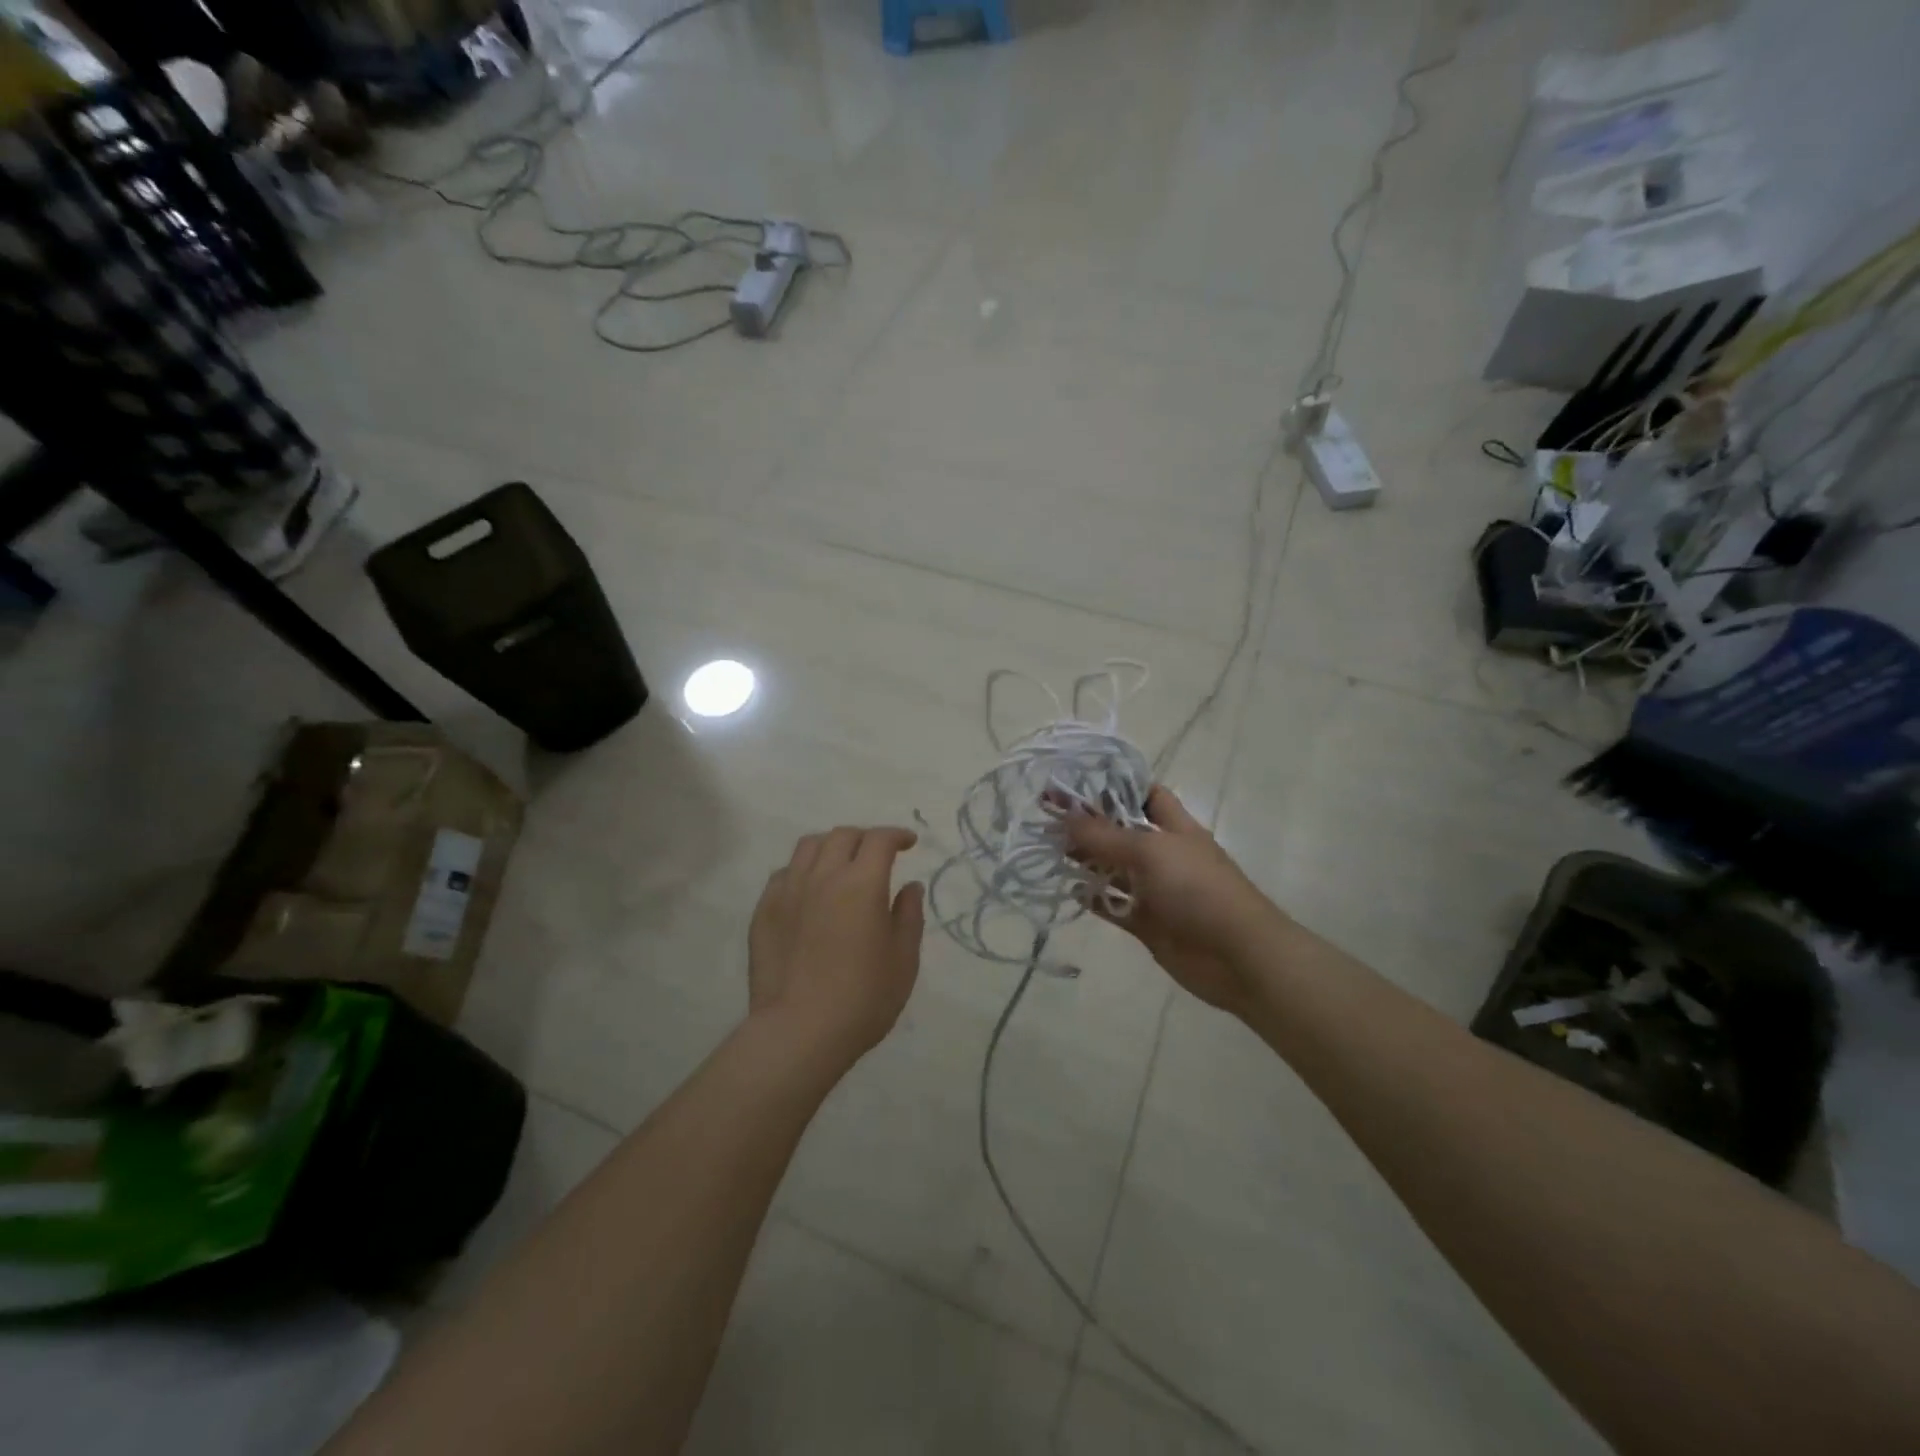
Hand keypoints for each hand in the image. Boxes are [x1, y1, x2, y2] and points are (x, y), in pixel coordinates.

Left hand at [748, 826, 925, 1066]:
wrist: (799, 1031)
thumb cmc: (863, 998)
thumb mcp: (903, 960)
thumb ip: (908, 916)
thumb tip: (910, 886)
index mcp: (862, 884)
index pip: (880, 840)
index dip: (897, 835)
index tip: (908, 843)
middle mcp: (823, 876)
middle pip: (843, 835)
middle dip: (865, 838)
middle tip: (877, 855)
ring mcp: (788, 891)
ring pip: (809, 846)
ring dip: (831, 846)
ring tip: (841, 864)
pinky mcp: (764, 910)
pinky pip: (784, 873)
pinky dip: (803, 870)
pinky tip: (809, 891)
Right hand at [1064, 787, 1277, 1015]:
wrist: (1237, 956)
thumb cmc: (1197, 889)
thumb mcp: (1150, 851)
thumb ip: (1105, 835)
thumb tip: (1065, 815)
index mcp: (1174, 827)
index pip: (1144, 794)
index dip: (1114, 786)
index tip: (1076, 782)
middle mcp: (1163, 854)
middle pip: (1121, 832)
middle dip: (1088, 824)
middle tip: (1046, 817)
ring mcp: (1155, 889)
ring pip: (1113, 868)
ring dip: (1085, 860)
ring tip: (1048, 849)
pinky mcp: (1147, 922)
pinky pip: (1114, 905)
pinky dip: (1093, 898)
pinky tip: (1068, 890)